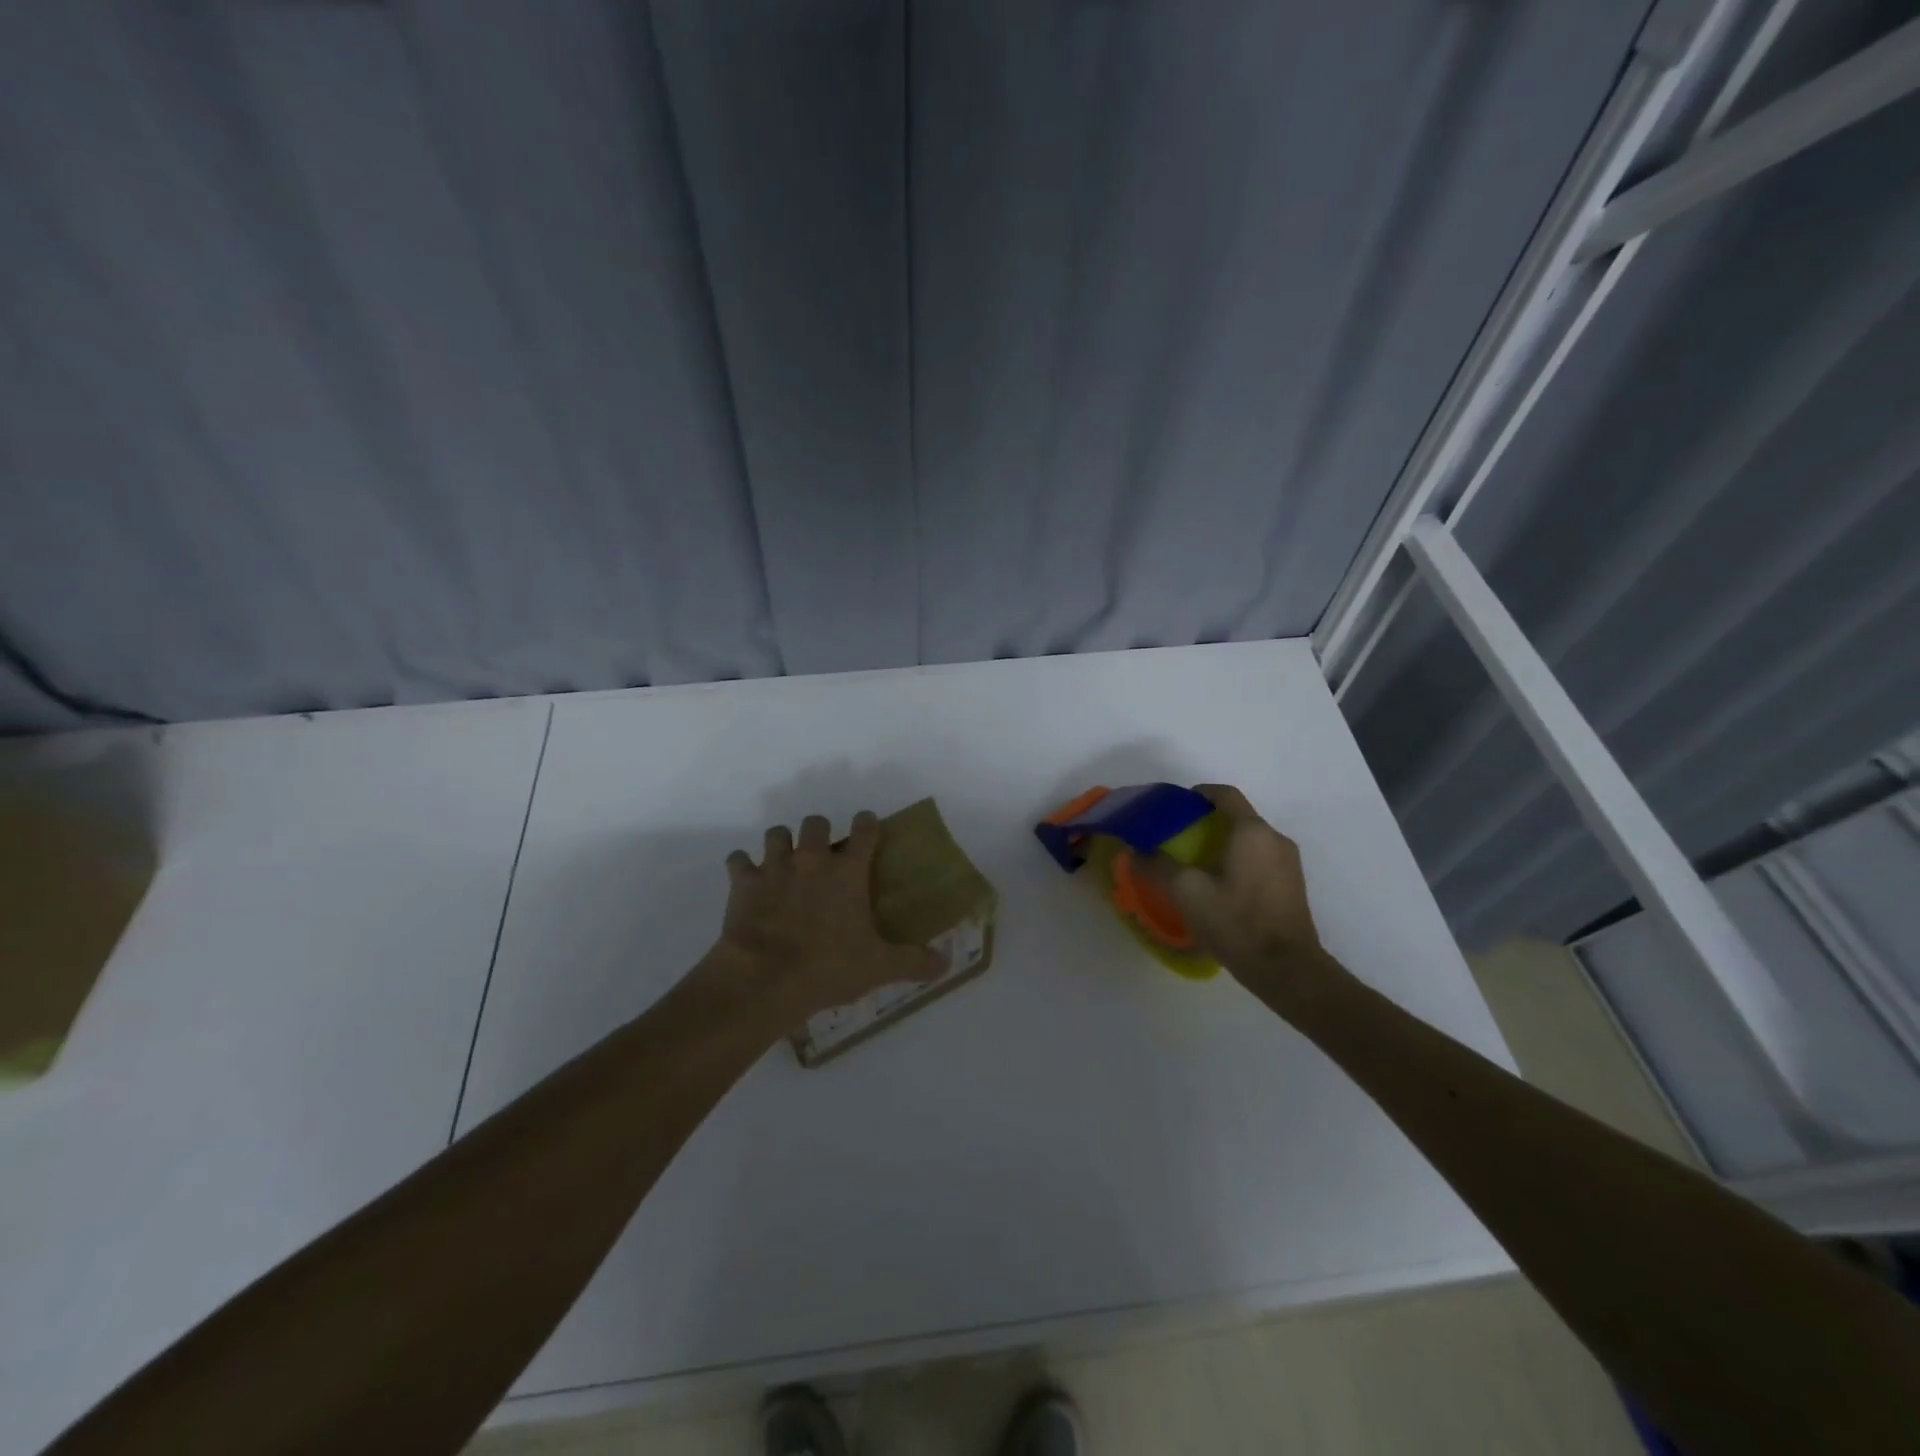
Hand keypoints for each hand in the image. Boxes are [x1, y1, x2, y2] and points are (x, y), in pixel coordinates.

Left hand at [718, 811, 941, 1021]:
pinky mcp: (744, 883)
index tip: (868, 827)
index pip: (864, 829)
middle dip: (819, 832)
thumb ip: (914, 962)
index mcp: (848, 872)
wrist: (765, 978)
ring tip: (785, 863)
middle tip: (822, 855)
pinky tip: (748, 880)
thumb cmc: (828, 967)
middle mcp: (811, 859)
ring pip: (776, 833)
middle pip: (815, 822)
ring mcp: (775, 867)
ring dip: (782, 844)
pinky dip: (743, 866)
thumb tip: (946, 963)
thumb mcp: (879, 967)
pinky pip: (738, 860)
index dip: (868, 823)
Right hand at [1137, 785, 1344, 1002]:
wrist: (1287, 970)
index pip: (1225, 795)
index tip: (1177, 806)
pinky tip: (1221, 887)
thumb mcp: (1186, 893)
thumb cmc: (1236, 922)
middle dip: (1208, 822)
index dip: (1200, 793)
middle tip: (1179, 839)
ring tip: (1197, 865)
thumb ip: (1158, 866)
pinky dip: (1239, 861)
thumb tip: (1137, 853)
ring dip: (1224, 844)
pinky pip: (1261, 860)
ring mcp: (1289, 863)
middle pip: (1238, 817)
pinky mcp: (1293, 886)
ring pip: (1250, 840)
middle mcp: (1275, 839)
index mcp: (1252, 831)